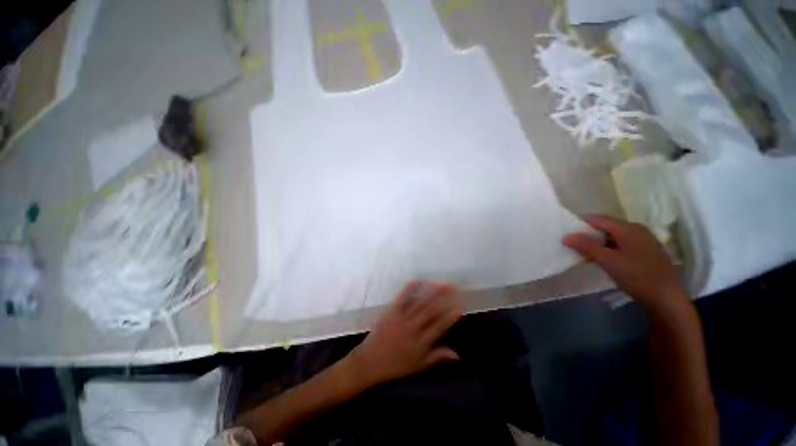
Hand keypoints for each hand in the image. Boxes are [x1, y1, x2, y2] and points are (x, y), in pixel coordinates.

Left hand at [349, 281, 461, 386]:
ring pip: (419, 303)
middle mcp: (414, 328)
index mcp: (422, 342)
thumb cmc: (395, 366)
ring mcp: (402, 319)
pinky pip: (401, 300)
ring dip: (430, 292)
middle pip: (431, 310)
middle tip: (452, 287)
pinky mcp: (391, 313)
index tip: (460, 305)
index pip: (440, 326)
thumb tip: (458, 355)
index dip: (451, 316)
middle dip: (443, 298)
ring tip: (439, 283)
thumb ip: (437, 357)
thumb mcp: (418, 366)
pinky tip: (416, 281)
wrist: (370, 363)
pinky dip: (408, 290)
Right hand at [563, 215, 688, 308]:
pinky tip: (602, 260)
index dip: (579, 224)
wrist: (667, 300)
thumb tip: (565, 236)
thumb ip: (586, 246)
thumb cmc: (637, 276)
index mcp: (628, 228)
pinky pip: (620, 245)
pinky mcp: (645, 252)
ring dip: (597, 244)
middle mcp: (636, 230)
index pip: (597, 219)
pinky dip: (608, 250)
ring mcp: (643, 241)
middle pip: (605, 227)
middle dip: (587, 235)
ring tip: (583, 254)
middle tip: (572, 245)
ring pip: (612, 237)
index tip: (565, 233)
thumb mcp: (608, 261)